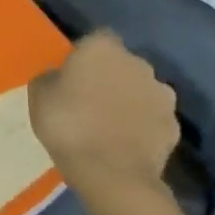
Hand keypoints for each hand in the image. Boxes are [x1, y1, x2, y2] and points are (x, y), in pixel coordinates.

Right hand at [29, 30, 178, 191]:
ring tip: (111, 124)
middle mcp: (137, 63)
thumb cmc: (68, 125)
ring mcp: (161, 94)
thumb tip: (61, 76)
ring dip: (130, 99)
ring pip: (142, 90)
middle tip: (91, 99)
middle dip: (111, 76)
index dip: (86, 54)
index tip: (74, 73)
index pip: (97, 38)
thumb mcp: (39, 95)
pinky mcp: (175, 126)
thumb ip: (52, 77)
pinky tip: (127, 142)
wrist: (112, 175)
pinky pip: (154, 118)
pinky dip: (144, 125)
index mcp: (102, 48)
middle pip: (123, 63)